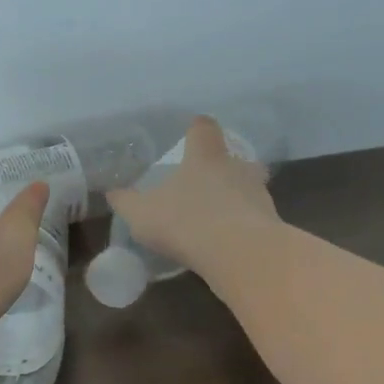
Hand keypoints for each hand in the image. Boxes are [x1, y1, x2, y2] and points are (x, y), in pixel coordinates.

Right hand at [106, 116, 280, 274]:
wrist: (240, 254)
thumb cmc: (185, 222)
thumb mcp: (142, 214)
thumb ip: (126, 202)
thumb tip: (112, 192)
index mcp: (205, 157)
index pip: (203, 128)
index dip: (197, 129)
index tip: (192, 132)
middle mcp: (236, 168)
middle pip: (234, 157)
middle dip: (223, 166)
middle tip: (207, 181)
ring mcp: (259, 194)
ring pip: (250, 186)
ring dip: (237, 196)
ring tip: (219, 215)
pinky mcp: (271, 223)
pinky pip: (256, 217)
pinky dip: (245, 224)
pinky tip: (229, 242)